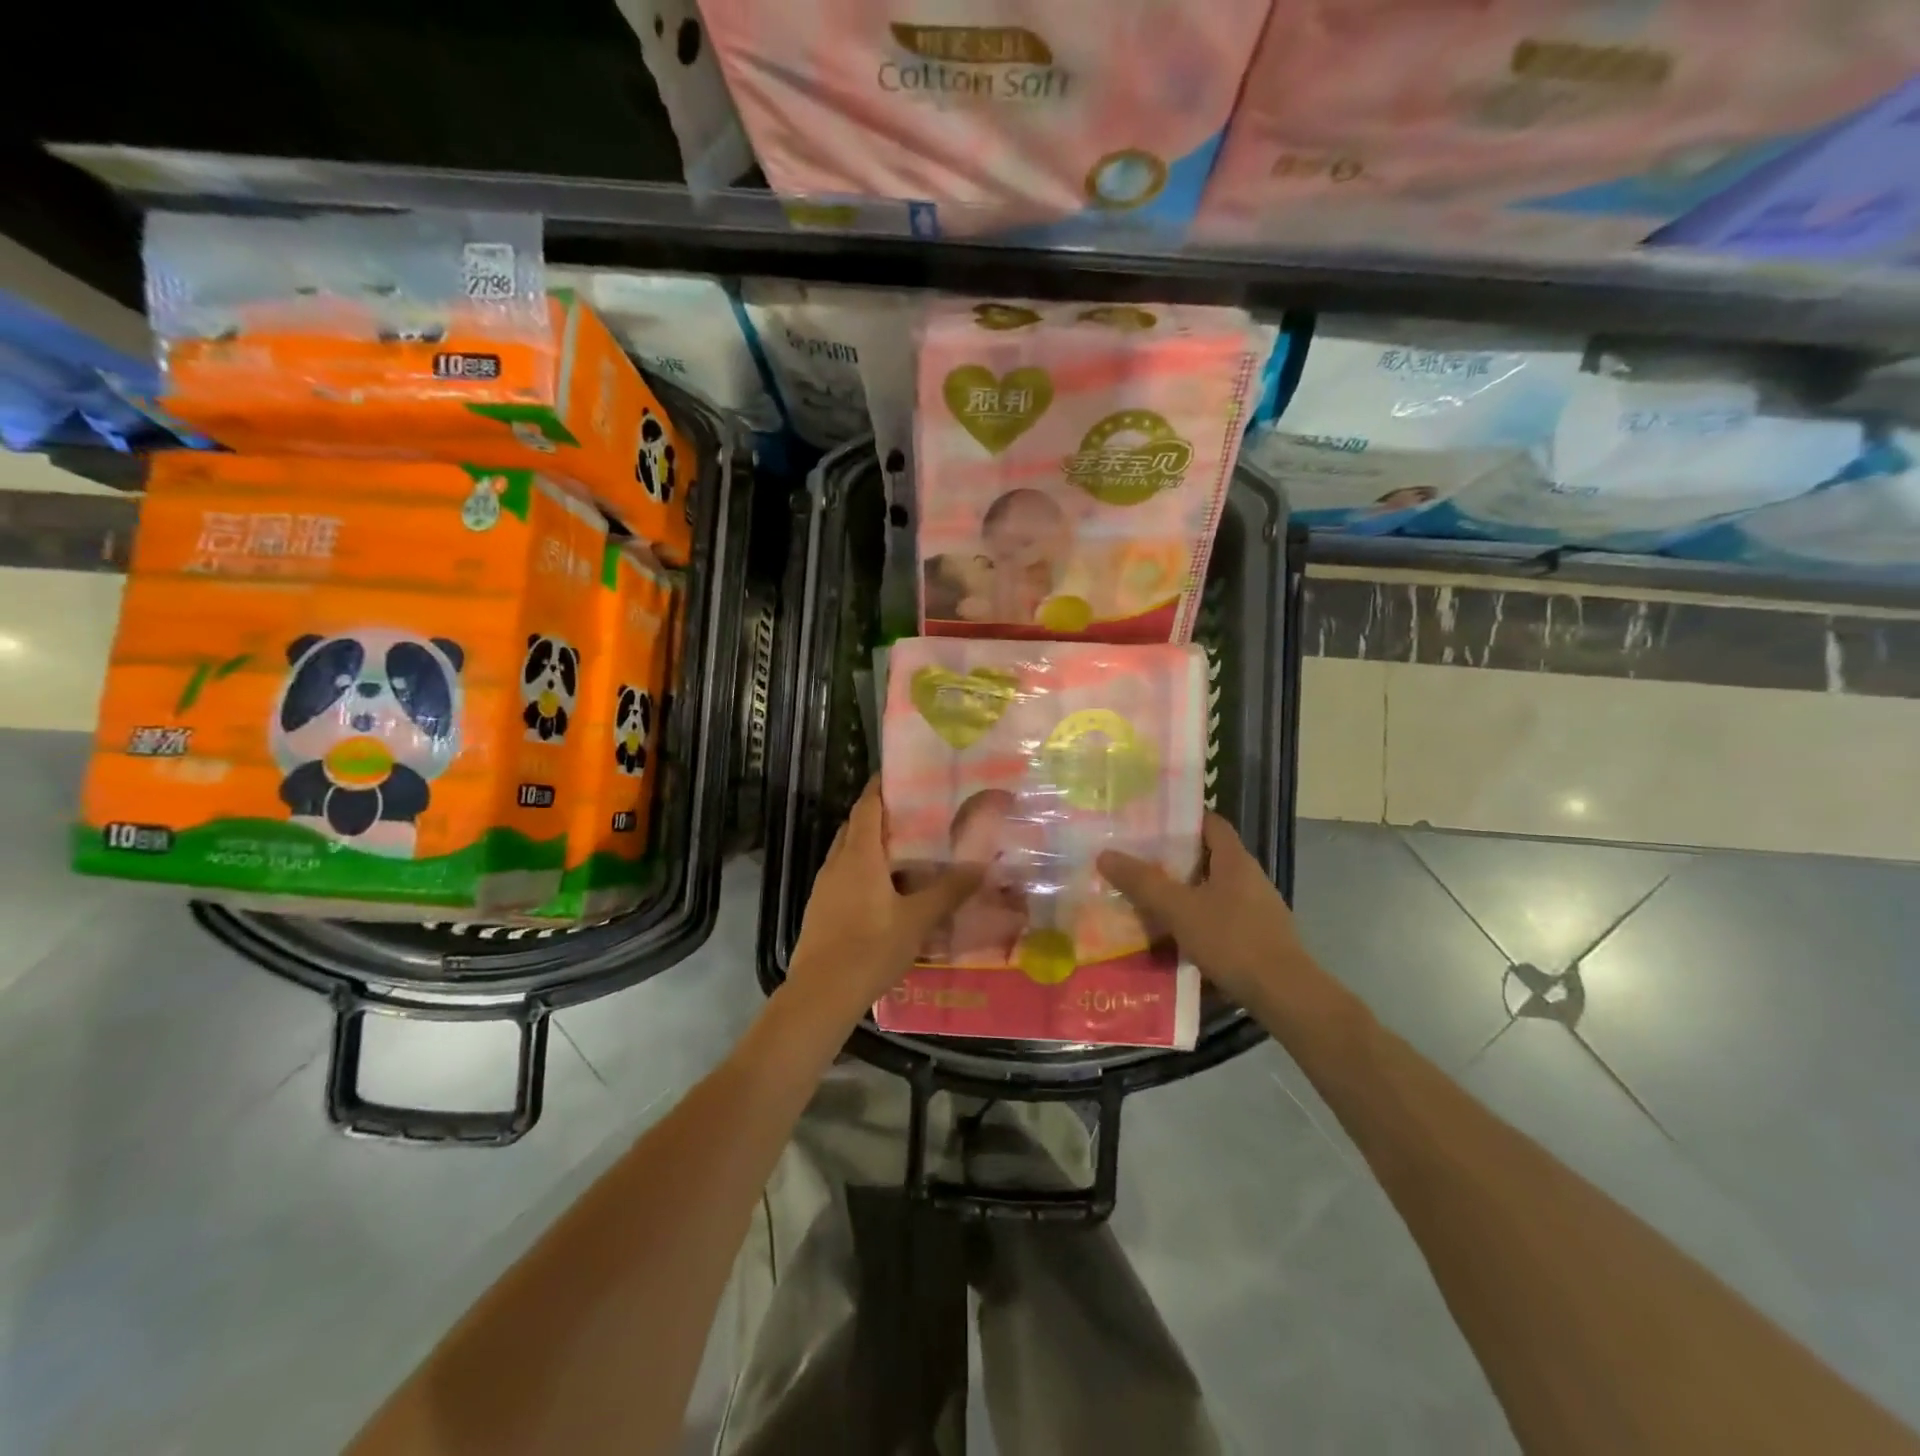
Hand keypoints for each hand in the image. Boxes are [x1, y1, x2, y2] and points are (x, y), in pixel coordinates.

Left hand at [786, 780, 981, 1028]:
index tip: (901, 776)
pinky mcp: (820, 909)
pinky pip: (843, 876)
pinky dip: (862, 870)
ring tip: (904, 851)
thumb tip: (981, 865)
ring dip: (870, 845)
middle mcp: (837, 863)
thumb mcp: (918, 919)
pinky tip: (885, 891)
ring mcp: (824, 887)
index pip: (867, 806)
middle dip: (879, 816)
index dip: (881, 788)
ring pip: (847, 852)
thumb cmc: (871, 947)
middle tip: (913, 815)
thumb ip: (949, 891)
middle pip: (855, 826)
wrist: (822, 992)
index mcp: (859, 856)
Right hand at [1098, 813, 1304, 1007]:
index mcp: (1235, 860)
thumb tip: (1105, 854)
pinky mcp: (1256, 936)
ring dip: (1183, 891)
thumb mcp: (1179, 909)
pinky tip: (1172, 935)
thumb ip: (1142, 882)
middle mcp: (1249, 877)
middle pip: (1208, 856)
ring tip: (1146, 897)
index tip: (1149, 822)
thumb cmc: (1232, 940)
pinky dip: (1196, 919)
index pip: (1211, 823)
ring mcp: (1256, 908)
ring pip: (1211, 889)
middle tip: (1136, 860)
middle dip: (1173, 858)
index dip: (1182, 819)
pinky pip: (1219, 916)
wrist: (1284, 994)